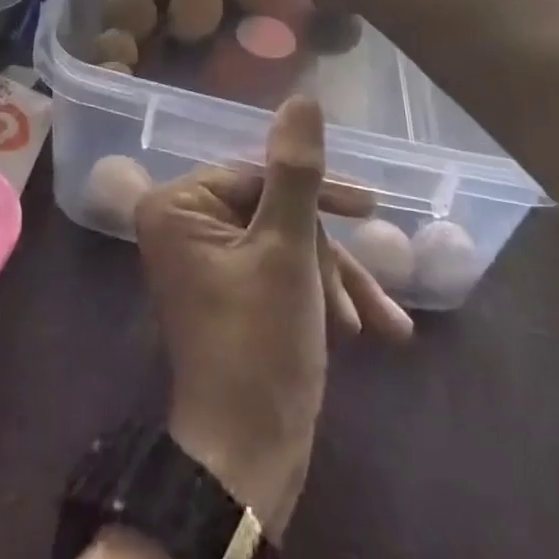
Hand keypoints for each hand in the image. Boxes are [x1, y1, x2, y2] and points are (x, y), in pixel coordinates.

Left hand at [133, 97, 411, 540]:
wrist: (248, 460)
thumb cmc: (261, 346)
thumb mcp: (287, 250)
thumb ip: (296, 170)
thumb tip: (303, 98)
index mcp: (178, 204)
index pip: (257, 173)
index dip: (316, 191)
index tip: (370, 207)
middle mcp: (182, 223)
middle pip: (273, 209)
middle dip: (327, 251)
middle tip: (373, 293)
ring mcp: (204, 258)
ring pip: (282, 242)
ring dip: (331, 278)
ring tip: (380, 324)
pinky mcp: (227, 289)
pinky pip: (275, 269)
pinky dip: (317, 294)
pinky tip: (363, 328)